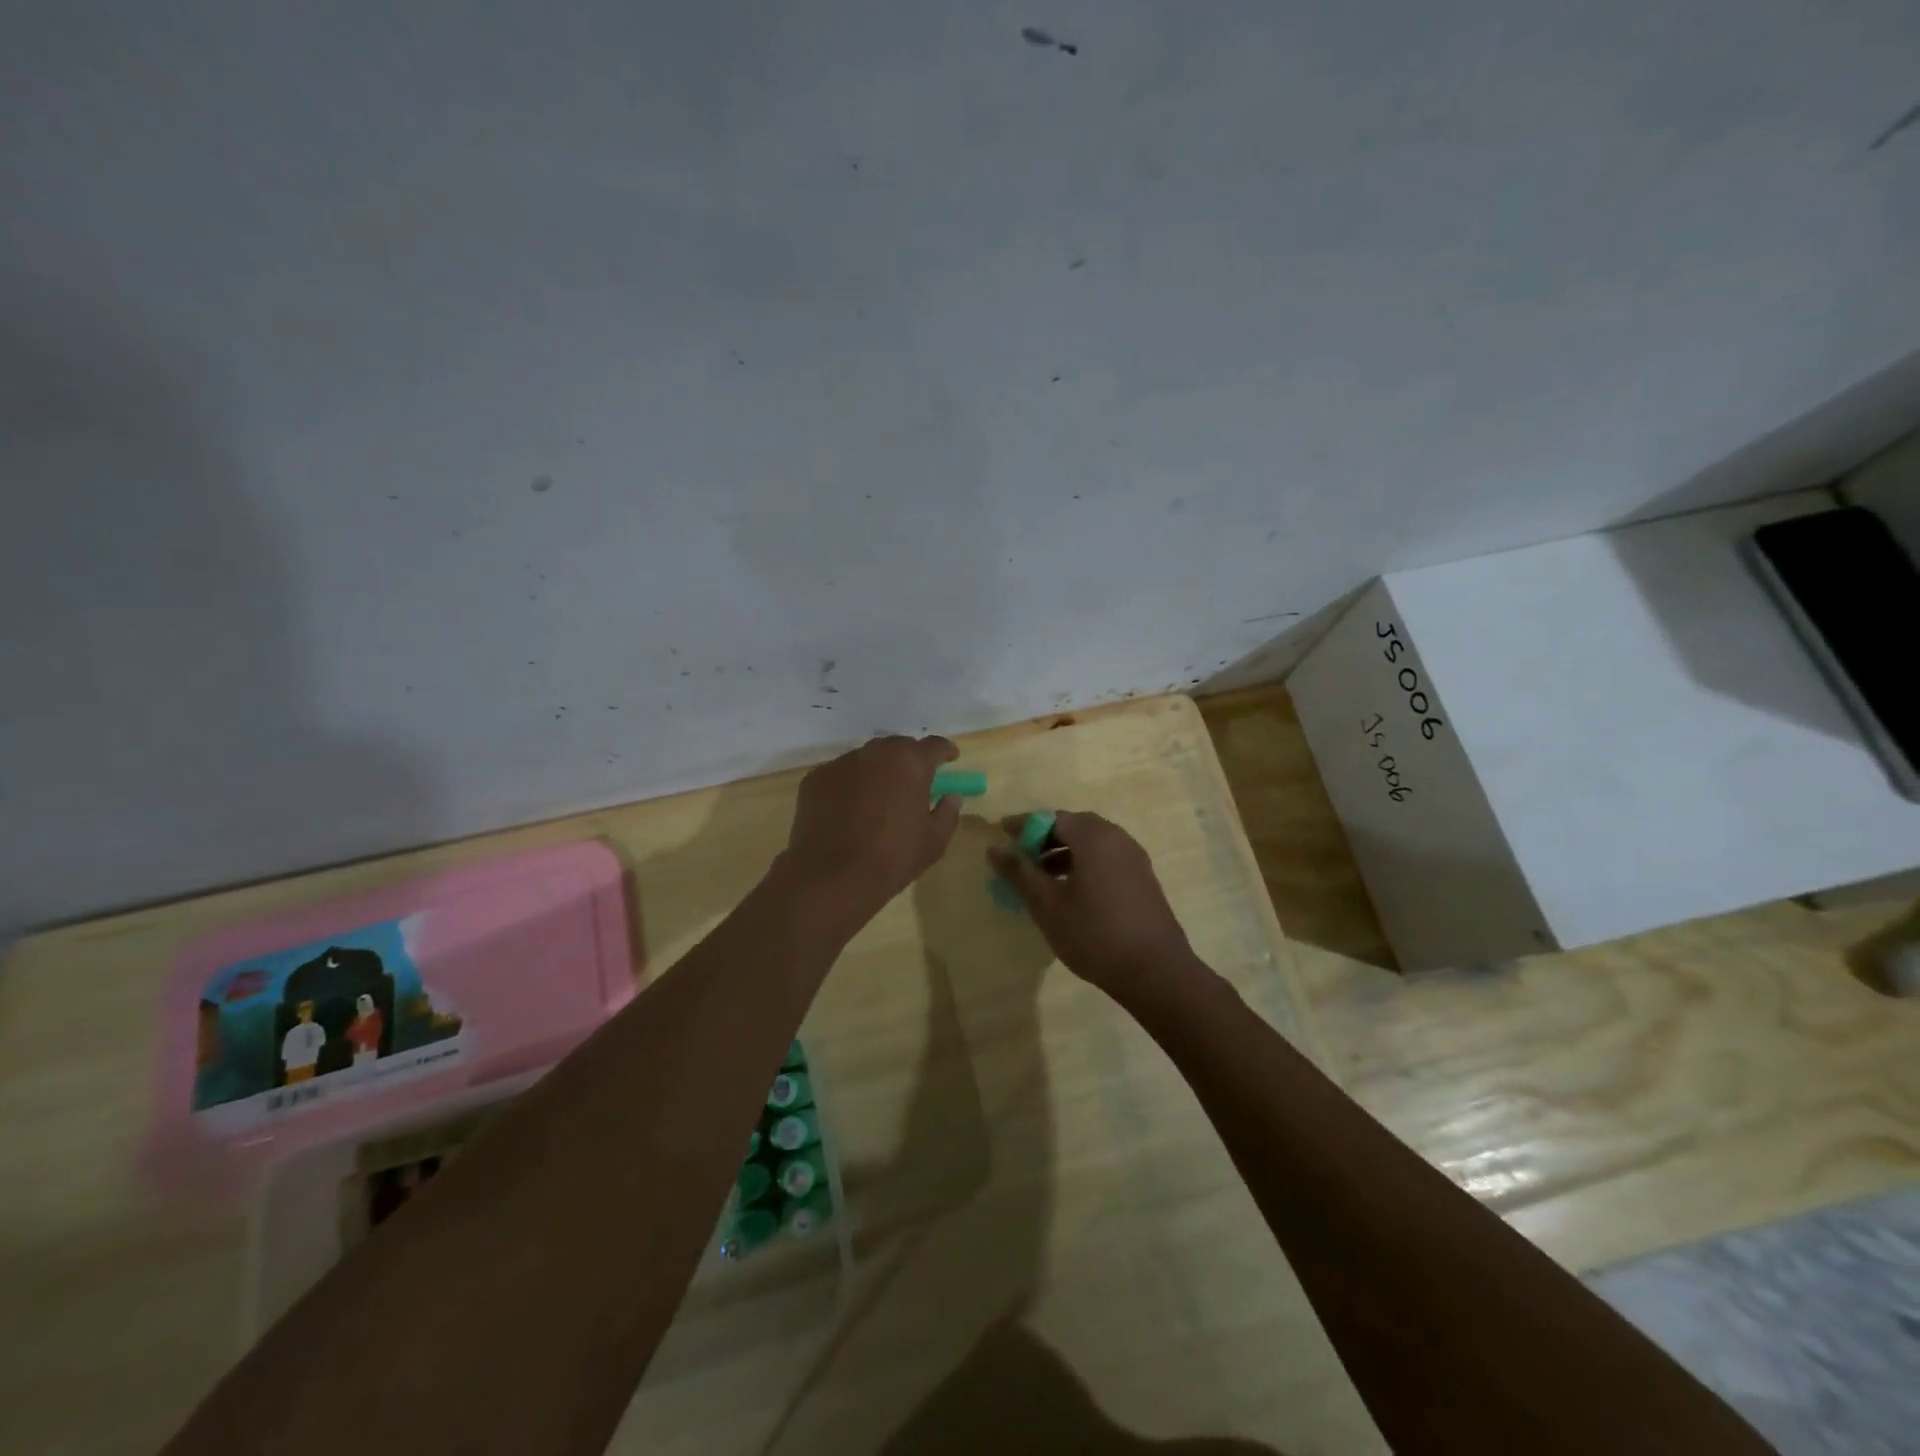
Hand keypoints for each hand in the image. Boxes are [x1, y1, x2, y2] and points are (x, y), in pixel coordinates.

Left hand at [780, 735, 963, 927]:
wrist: (832, 876)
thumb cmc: (893, 857)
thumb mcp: (934, 841)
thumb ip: (947, 813)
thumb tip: (951, 796)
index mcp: (910, 763)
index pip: (934, 745)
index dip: (945, 750)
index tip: (950, 758)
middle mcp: (876, 754)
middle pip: (898, 746)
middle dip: (909, 759)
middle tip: (914, 780)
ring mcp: (842, 764)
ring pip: (866, 759)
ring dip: (877, 770)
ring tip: (879, 795)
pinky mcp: (816, 779)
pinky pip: (840, 775)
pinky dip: (850, 784)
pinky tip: (849, 808)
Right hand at [986, 811, 1201, 1005]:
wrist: (1155, 971)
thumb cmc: (1094, 934)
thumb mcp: (1047, 904)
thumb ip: (1019, 872)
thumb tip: (994, 848)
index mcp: (1094, 837)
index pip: (1051, 817)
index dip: (1024, 825)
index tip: (1001, 834)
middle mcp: (1117, 838)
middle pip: (1074, 826)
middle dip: (1044, 837)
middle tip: (1020, 856)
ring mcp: (1134, 858)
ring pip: (1092, 843)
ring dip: (1064, 852)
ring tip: (1041, 876)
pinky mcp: (1143, 878)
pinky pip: (1107, 858)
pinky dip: (1084, 863)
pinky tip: (1071, 890)